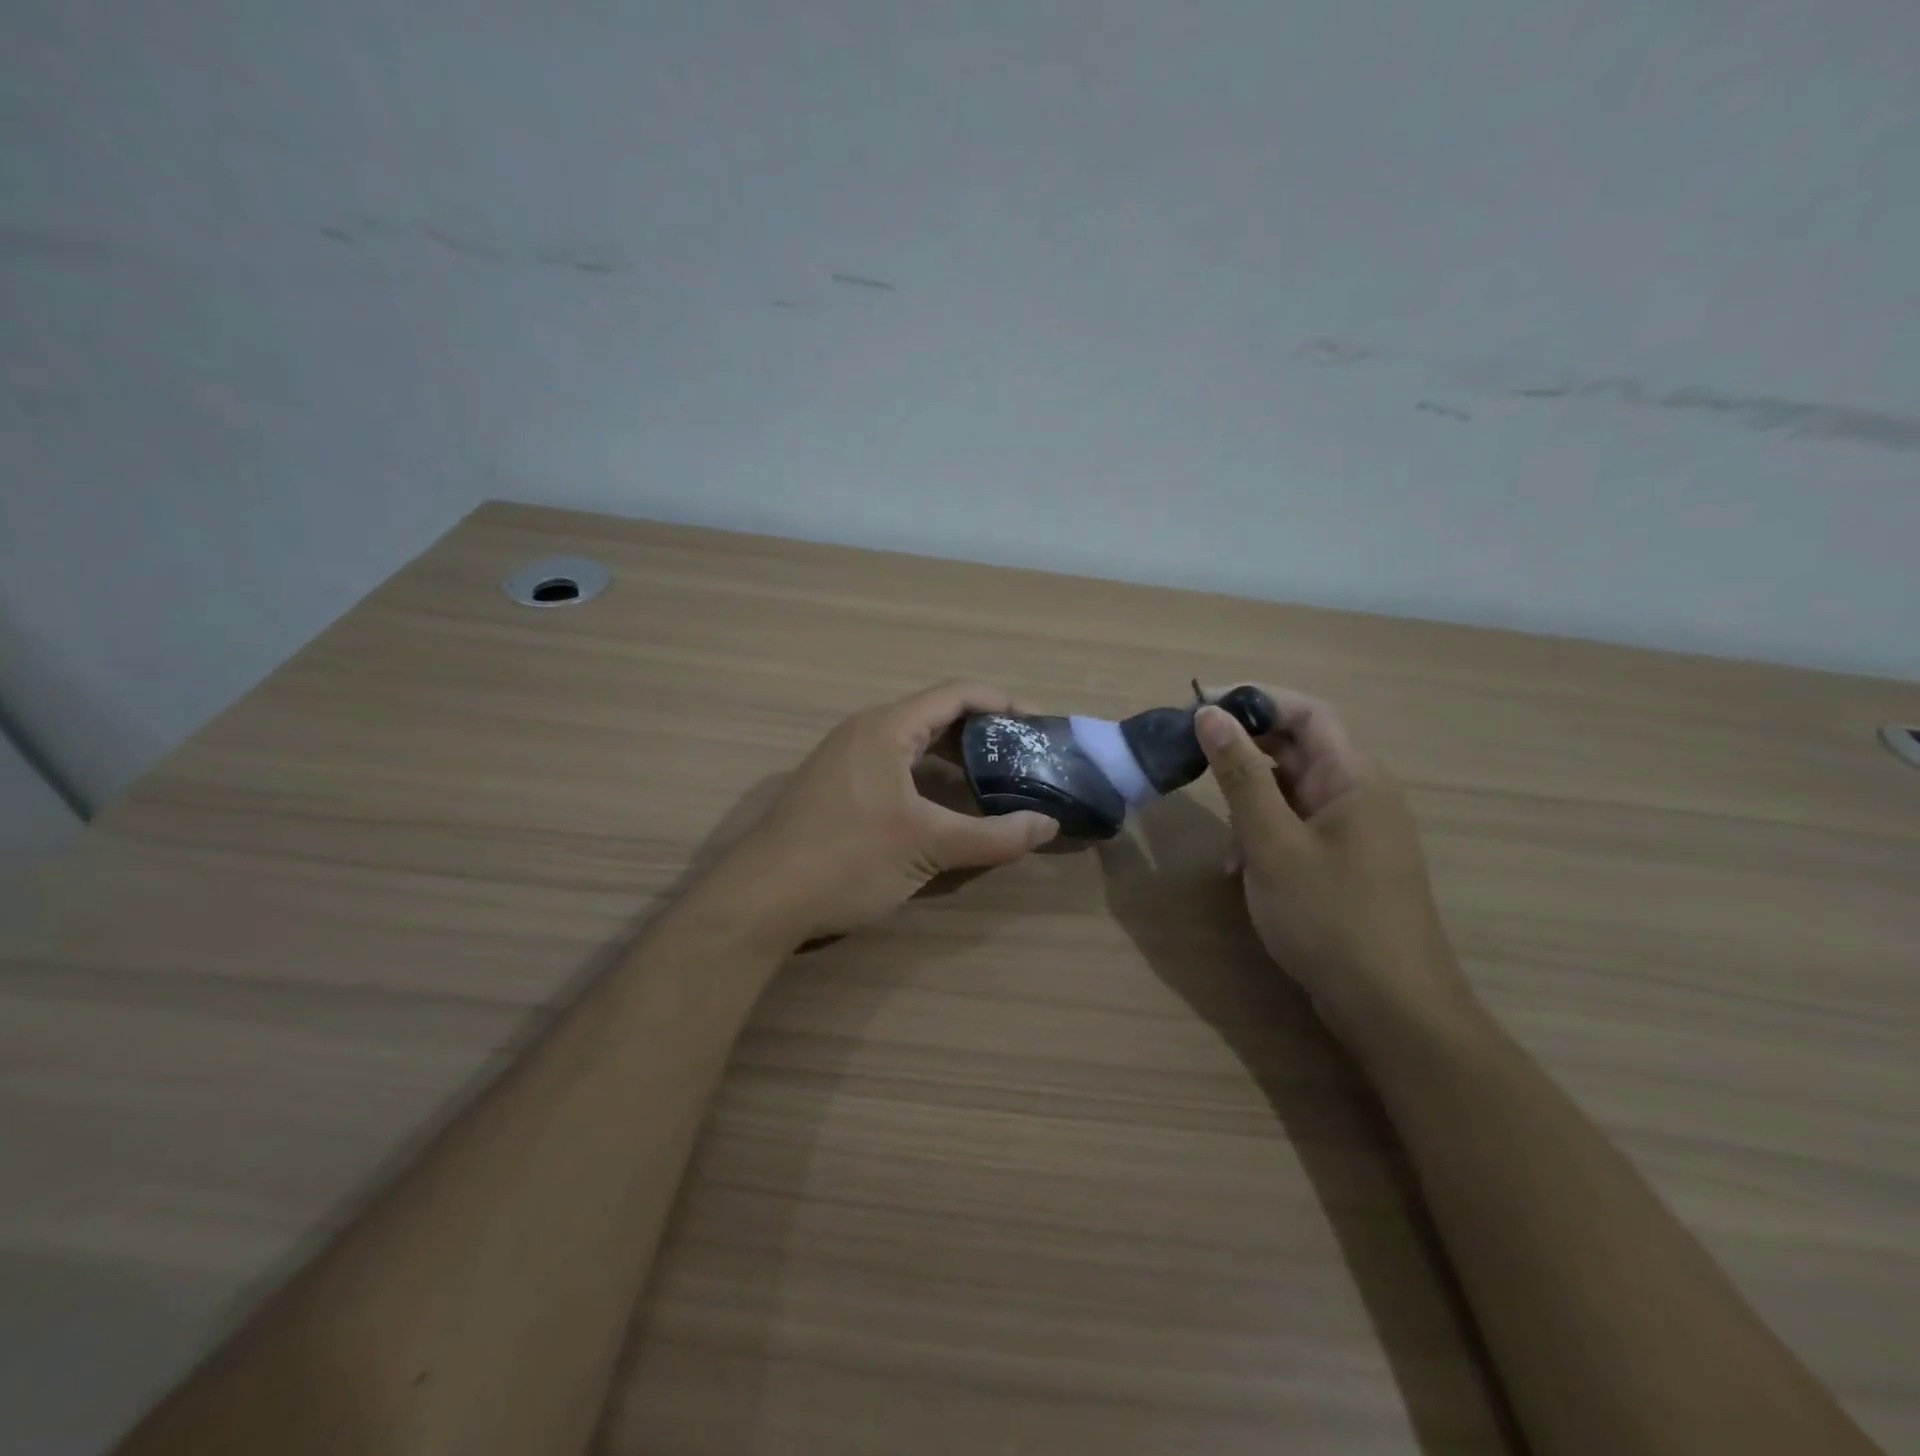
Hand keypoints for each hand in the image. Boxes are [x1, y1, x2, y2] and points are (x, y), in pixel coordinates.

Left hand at [719, 681, 1058, 943]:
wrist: (760, 901)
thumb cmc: (847, 860)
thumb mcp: (928, 847)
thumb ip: (994, 836)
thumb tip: (1048, 826)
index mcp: (886, 728)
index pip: (956, 695)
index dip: (1003, 704)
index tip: (1039, 727)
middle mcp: (863, 733)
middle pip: (935, 716)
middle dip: (983, 734)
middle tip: (1023, 759)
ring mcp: (843, 761)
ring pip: (912, 745)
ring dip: (954, 759)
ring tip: (994, 783)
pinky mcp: (834, 789)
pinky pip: (892, 767)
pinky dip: (927, 778)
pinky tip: (944, 809)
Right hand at [1195, 687, 1474, 1057]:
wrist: (1392, 1009)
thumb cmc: (1331, 918)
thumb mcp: (1272, 843)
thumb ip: (1241, 776)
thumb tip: (1210, 715)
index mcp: (1355, 778)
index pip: (1306, 712)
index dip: (1254, 699)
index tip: (1199, 705)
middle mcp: (1360, 795)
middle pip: (1298, 748)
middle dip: (1244, 751)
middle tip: (1191, 760)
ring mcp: (1355, 832)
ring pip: (1293, 790)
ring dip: (1250, 799)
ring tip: (1219, 831)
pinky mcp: (1345, 863)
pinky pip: (1298, 826)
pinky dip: (1264, 833)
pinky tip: (1240, 867)